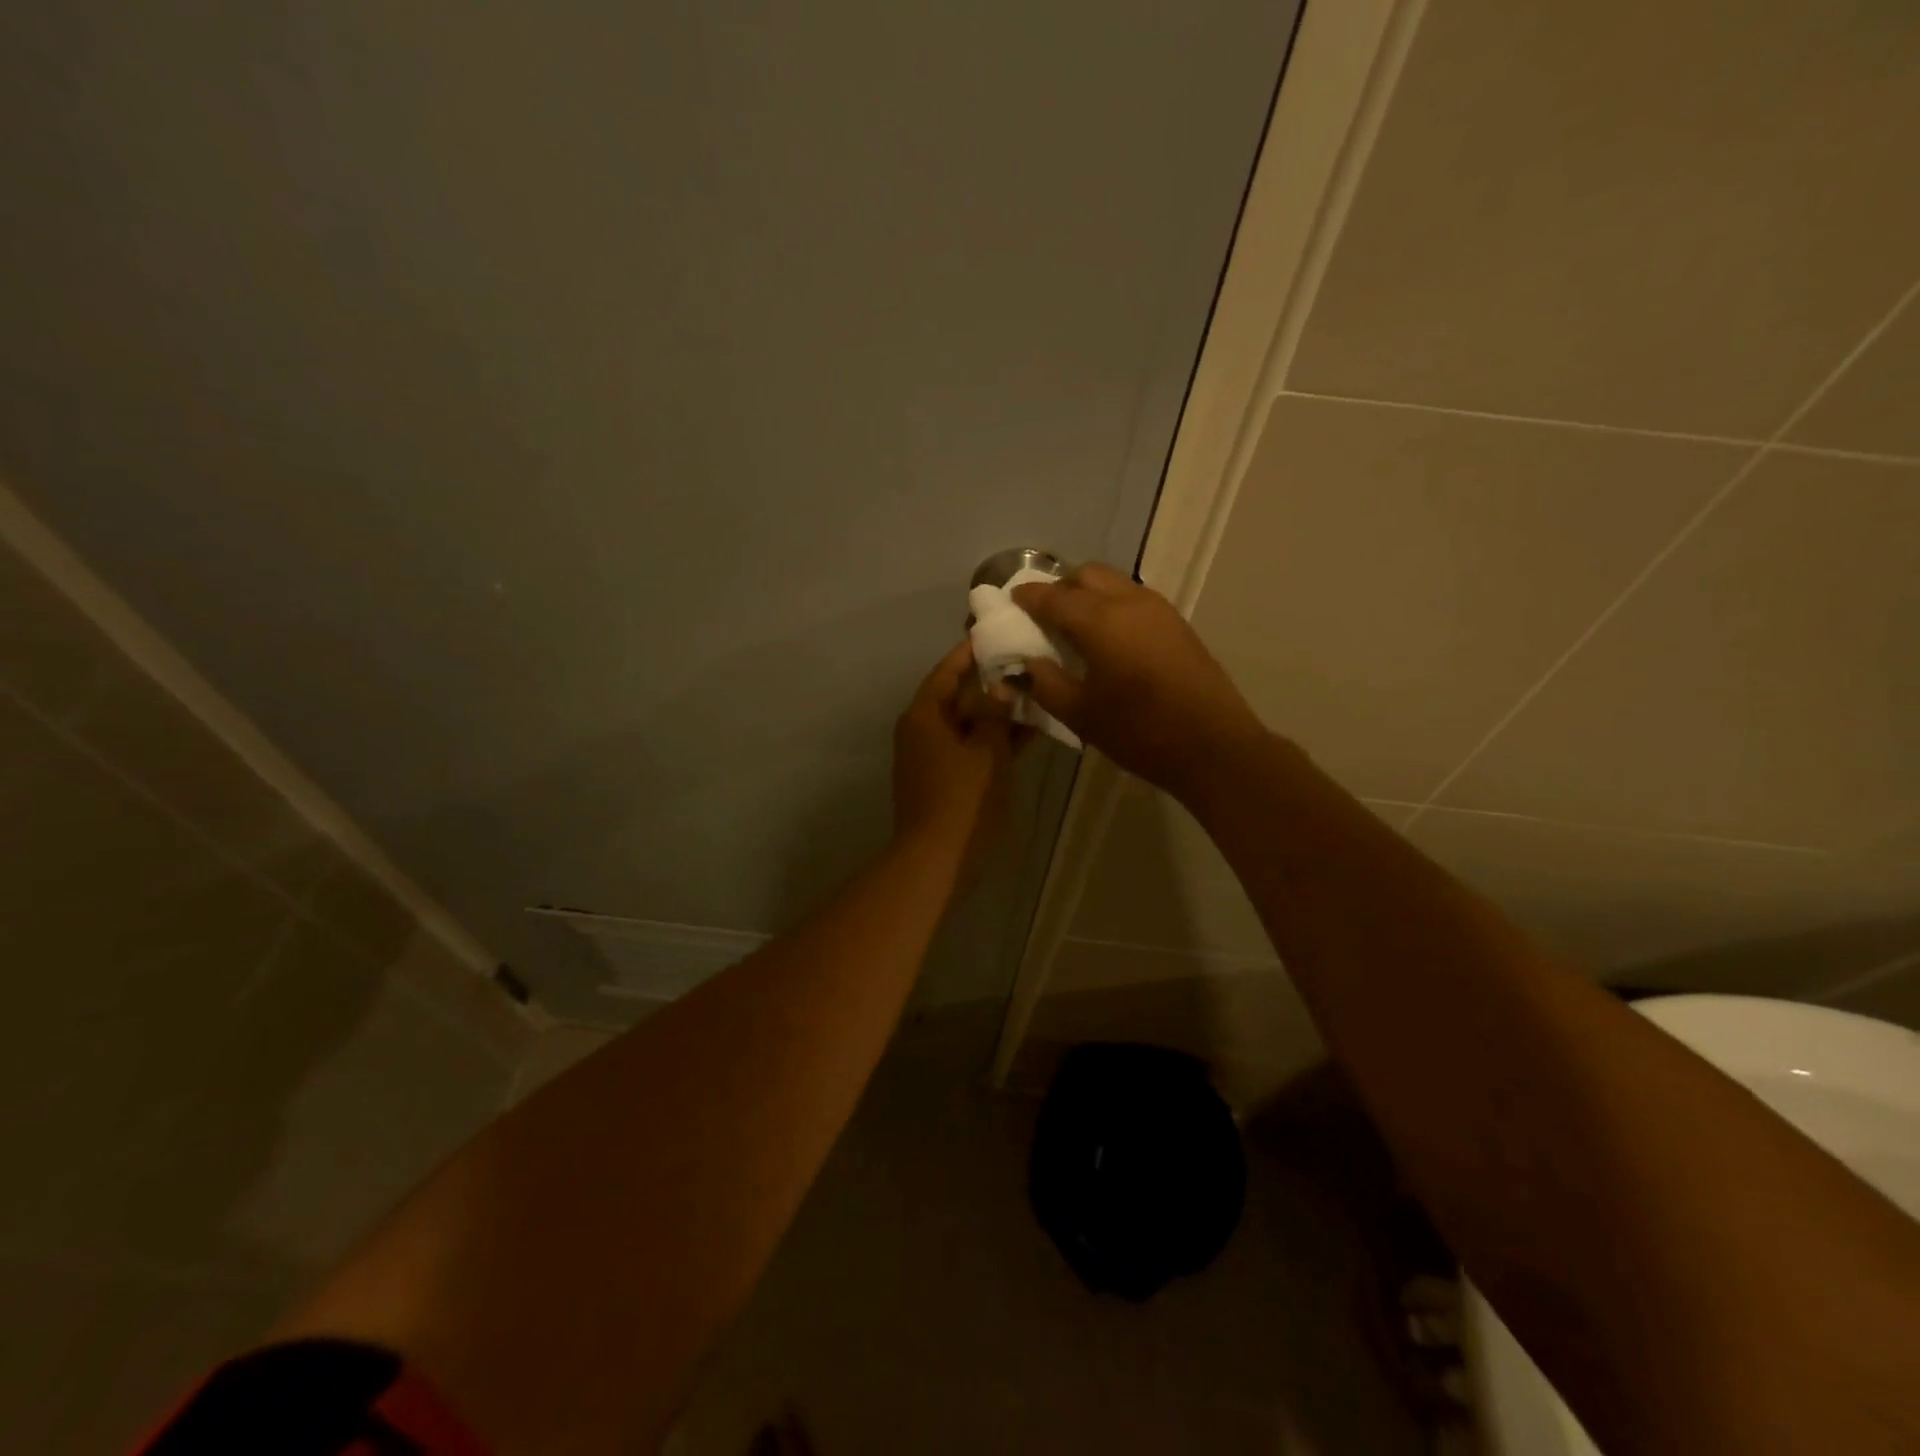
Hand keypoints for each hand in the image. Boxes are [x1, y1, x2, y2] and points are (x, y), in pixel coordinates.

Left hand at [891, 640, 1022, 871]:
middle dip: (991, 682)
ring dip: (998, 713)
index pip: (946, 671)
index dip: (969, 652)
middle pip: (957, 696)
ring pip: (969, 724)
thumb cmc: (962, 798)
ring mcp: (932, 757)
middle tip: (1026, 661)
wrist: (936, 860)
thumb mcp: (986, 749)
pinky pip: (971, 748)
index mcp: (924, 715)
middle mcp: (922, 730)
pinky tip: (1028, 732)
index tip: (994, 632)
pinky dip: (994, 740)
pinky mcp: (944, 780)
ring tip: (1035, 692)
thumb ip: (995, 713)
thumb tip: (1001, 686)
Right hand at [1012, 563, 1265, 799]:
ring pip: (1113, 582)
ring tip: (1074, 625)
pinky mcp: (1176, 623)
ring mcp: (1158, 609)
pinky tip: (1107, 637)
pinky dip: (1111, 604)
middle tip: (1043, 615)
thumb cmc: (1140, 732)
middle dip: (1059, 587)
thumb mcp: (1080, 714)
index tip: (1011, 602)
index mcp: (1099, 620)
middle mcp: (1128, 601)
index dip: (1028, 598)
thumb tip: (1025, 664)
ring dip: (1088, 593)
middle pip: (1085, 575)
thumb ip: (1045, 683)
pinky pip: (1133, 598)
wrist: (1213, 746)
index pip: (1052, 597)